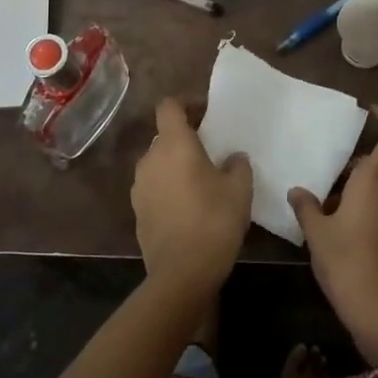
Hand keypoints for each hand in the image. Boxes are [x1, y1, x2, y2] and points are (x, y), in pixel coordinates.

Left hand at [131, 98, 251, 299]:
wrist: (182, 273)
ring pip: (159, 163)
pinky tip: (189, 207)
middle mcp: (150, 158)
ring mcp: (139, 186)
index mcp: (173, 144)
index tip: (207, 115)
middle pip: (164, 136)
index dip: (187, 105)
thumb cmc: (214, 220)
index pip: (169, 106)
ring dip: (176, 165)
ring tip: (201, 182)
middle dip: (185, 138)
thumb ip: (237, 165)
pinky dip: (169, 188)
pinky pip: (155, 187)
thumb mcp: (240, 189)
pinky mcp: (137, 211)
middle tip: (211, 152)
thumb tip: (232, 157)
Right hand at [288, 106, 377, 364]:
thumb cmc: (346, 260)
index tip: (371, 110)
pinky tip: (338, 228)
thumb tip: (297, 191)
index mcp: (375, 181)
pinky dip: (363, 210)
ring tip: (325, 202)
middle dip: (355, 166)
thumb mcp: (317, 232)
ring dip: (357, 191)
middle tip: (327, 170)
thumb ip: (307, 207)